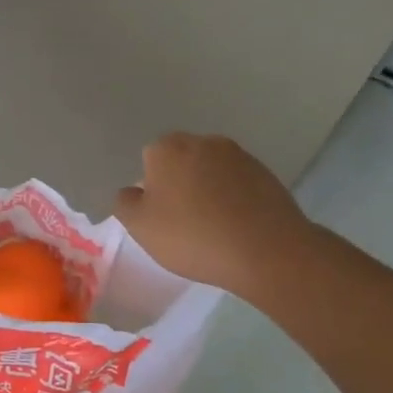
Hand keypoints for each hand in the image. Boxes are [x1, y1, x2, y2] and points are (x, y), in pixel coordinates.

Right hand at [114, 133, 314, 301]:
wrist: (265, 250)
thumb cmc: (192, 236)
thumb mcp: (140, 226)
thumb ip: (125, 203)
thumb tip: (132, 191)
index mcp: (168, 149)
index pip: (149, 160)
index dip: (152, 188)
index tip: (160, 215)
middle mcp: (203, 142)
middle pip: (182, 160)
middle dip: (180, 183)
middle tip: (183, 220)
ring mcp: (239, 155)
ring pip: (212, 170)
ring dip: (208, 189)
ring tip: (213, 226)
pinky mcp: (266, 173)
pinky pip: (238, 183)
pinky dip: (234, 198)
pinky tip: (237, 225)